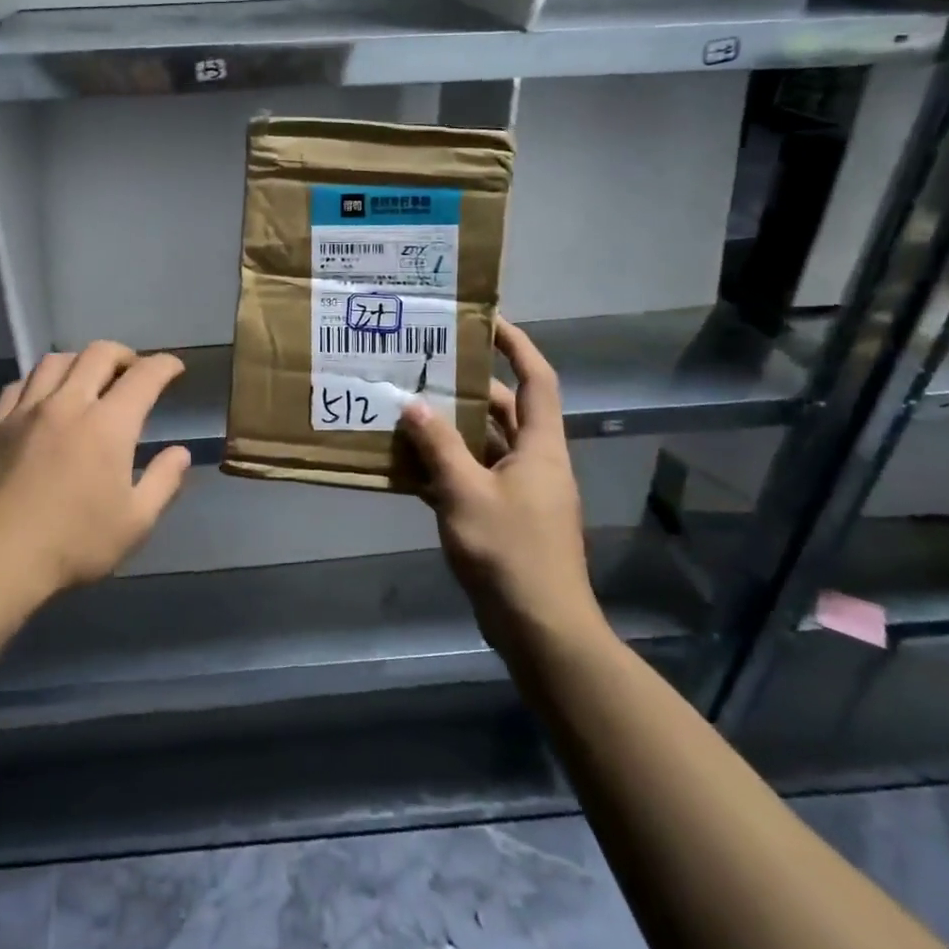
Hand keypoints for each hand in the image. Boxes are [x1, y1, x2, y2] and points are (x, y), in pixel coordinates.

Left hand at [0, 342, 191, 602]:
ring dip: (81, 361)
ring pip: (56, 360)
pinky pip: (20, 383)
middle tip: (134, 372)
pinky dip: (41, 380)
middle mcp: (68, 404)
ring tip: (89, 378)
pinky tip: (44, 397)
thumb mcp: (135, 522)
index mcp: (108, 425)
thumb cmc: (73, 544)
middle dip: (124, 355)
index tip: (175, 369)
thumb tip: (180, 452)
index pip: (144, 376)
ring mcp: (26, 411)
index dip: (165, 366)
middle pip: (99, 354)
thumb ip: (164, 482)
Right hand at [398, 318, 605, 653]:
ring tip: (409, 411)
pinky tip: (411, 468)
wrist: (539, 627)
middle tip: (427, 368)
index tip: (487, 321)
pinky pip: (476, 479)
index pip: (536, 379)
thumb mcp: (465, 493)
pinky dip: (448, 469)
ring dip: (452, 431)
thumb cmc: (509, 551)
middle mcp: (536, 462)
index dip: (517, 345)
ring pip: (487, 447)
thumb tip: (413, 405)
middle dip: (469, 389)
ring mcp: (523, 493)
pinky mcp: (508, 520)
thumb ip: (438, 447)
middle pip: (506, 411)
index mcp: (540, 447)